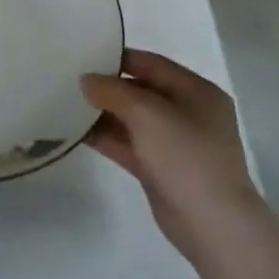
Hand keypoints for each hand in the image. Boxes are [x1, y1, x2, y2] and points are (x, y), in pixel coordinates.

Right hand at [83, 49, 261, 256]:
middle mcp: (187, 113)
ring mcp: (174, 143)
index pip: (152, 64)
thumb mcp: (147, 113)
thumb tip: (86, 80)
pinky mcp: (160, 168)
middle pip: (141, 91)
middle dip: (108, 87)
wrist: (212, 224)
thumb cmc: (186, 155)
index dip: (119, 58)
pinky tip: (75, 131)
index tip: (85, 55)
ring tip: (66, 102)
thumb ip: (113, 91)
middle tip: (70, 79)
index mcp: (197, 91)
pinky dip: (106, 137)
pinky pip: (128, 144)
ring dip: (103, 113)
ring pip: (132, 119)